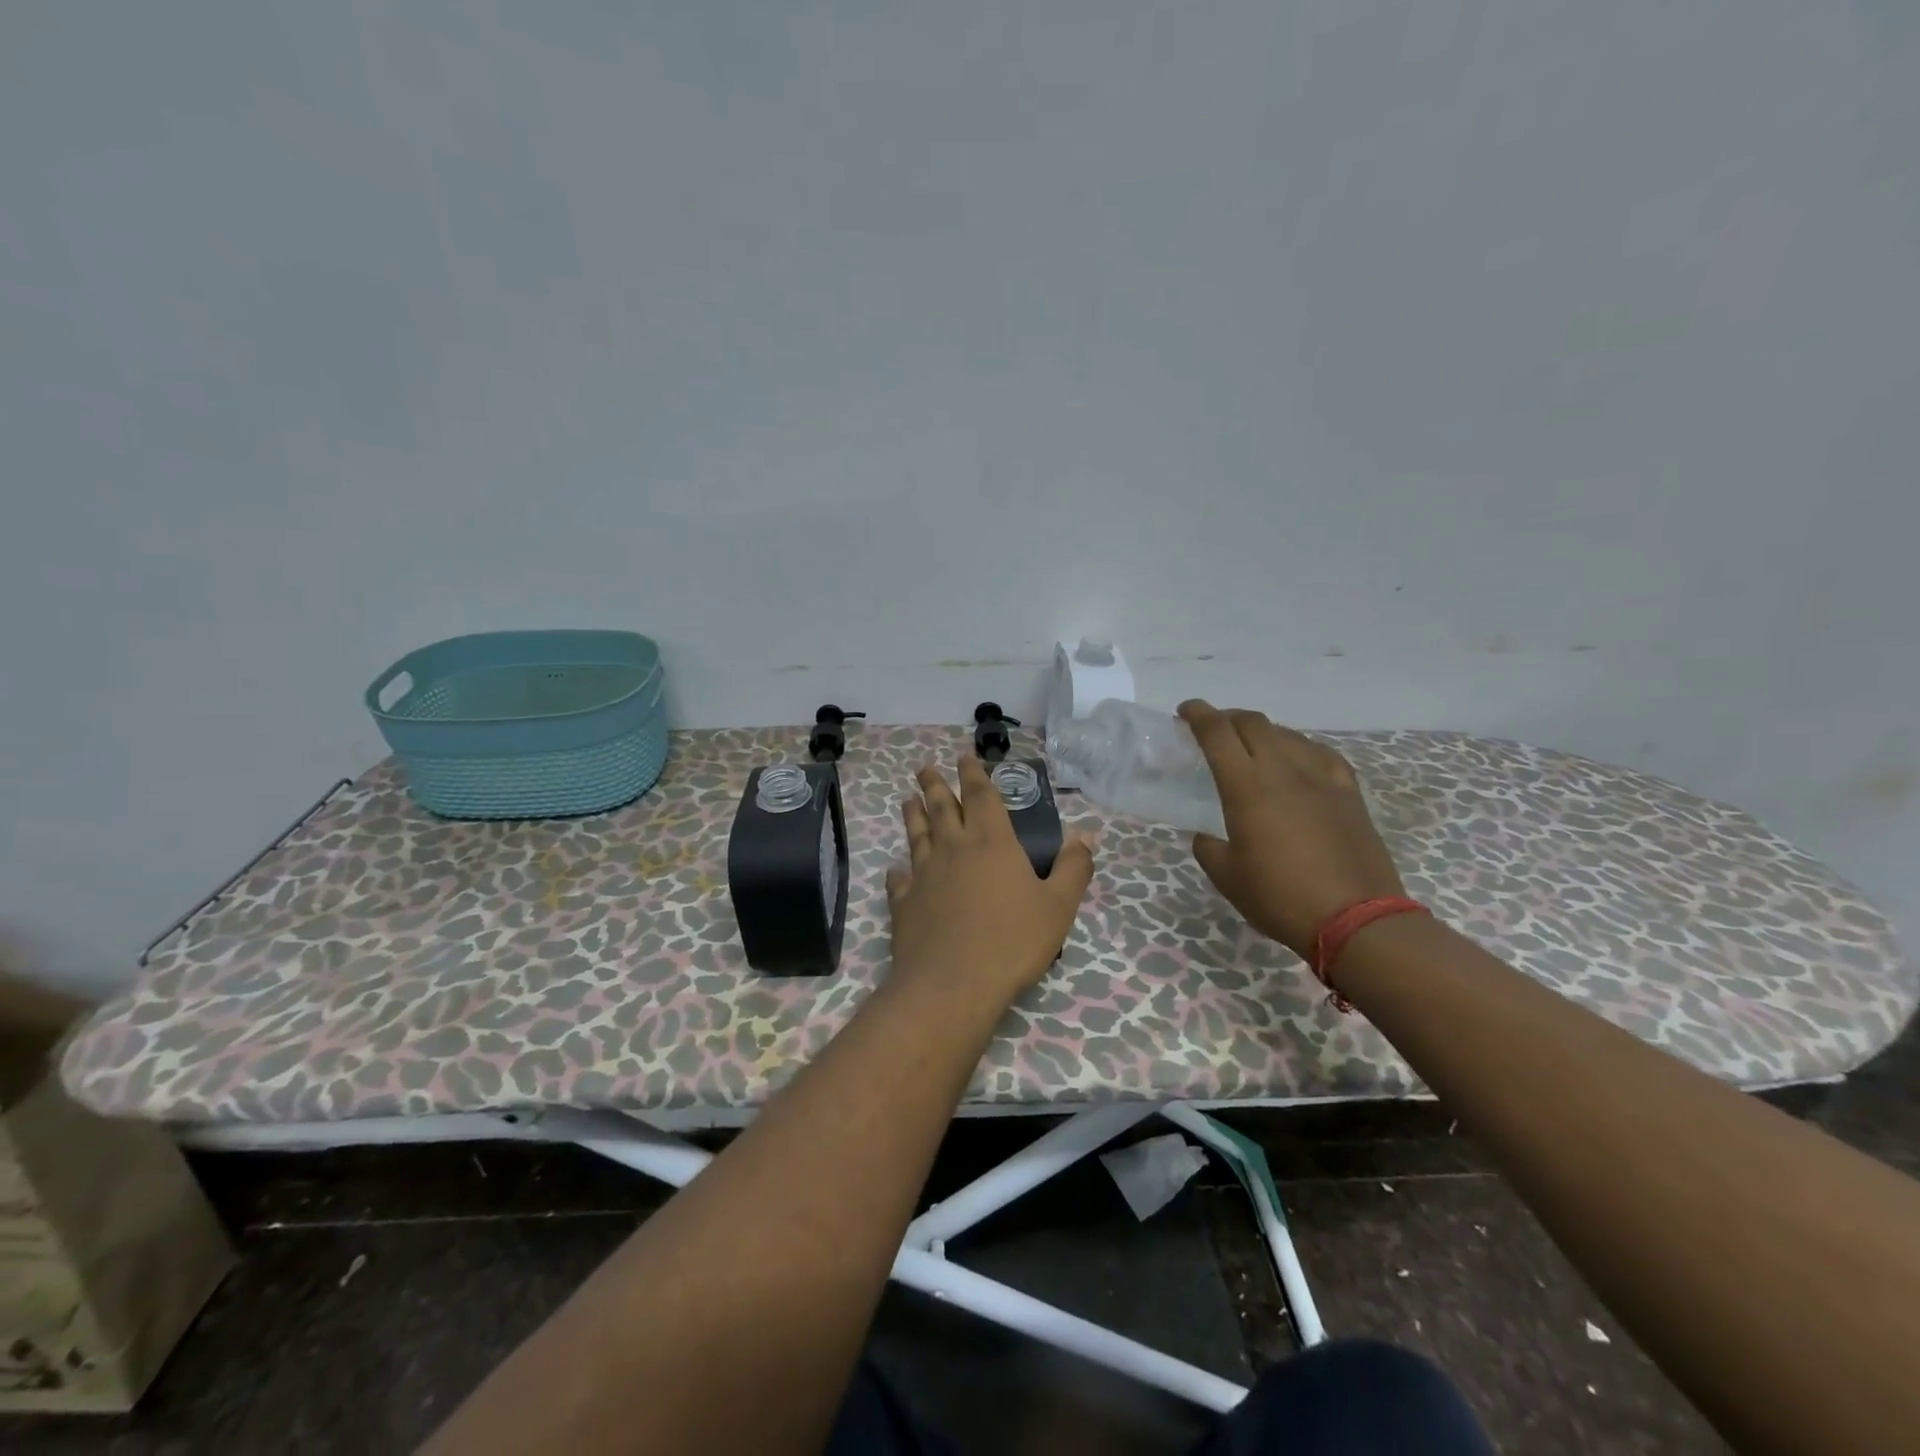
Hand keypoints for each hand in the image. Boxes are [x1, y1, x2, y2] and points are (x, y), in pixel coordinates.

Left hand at [887, 758, 1095, 1004]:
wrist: (952, 984)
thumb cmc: (1012, 941)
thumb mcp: (1058, 906)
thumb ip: (1073, 867)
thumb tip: (1087, 834)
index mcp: (991, 842)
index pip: (981, 796)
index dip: (974, 773)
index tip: (965, 756)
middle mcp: (953, 848)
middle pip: (942, 807)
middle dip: (935, 784)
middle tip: (924, 767)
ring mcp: (924, 874)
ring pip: (917, 835)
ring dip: (913, 815)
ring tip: (908, 799)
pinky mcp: (904, 902)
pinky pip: (900, 880)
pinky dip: (899, 871)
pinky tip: (897, 870)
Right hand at [1178, 700, 1404, 957]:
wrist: (1357, 918)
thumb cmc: (1280, 897)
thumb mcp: (1227, 878)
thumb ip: (1209, 848)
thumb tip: (1206, 835)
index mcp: (1246, 787)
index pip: (1217, 733)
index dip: (1198, 715)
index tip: (1185, 711)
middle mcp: (1283, 770)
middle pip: (1253, 724)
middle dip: (1228, 718)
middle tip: (1213, 729)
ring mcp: (1321, 778)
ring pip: (1287, 734)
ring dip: (1262, 732)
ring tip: (1252, 746)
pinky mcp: (1348, 792)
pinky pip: (1320, 754)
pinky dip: (1299, 748)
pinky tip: (1298, 760)